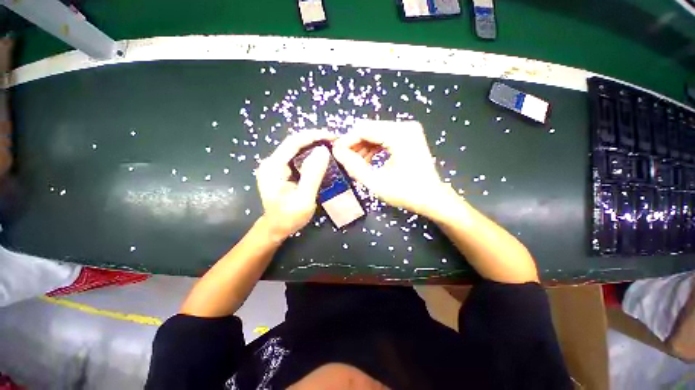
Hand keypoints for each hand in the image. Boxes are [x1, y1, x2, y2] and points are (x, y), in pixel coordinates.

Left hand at [256, 130, 332, 239]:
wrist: (276, 228)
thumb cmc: (289, 217)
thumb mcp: (304, 199)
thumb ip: (313, 175)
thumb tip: (323, 151)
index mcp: (273, 167)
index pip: (293, 142)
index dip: (313, 136)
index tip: (332, 136)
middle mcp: (272, 162)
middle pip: (295, 143)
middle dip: (315, 139)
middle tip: (335, 141)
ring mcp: (276, 166)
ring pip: (297, 149)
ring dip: (314, 146)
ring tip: (332, 147)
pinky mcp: (281, 170)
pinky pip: (297, 157)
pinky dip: (311, 155)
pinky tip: (322, 157)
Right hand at [332, 120, 449, 215]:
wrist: (432, 198)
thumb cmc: (407, 193)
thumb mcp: (376, 182)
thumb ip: (354, 166)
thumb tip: (337, 151)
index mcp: (399, 134)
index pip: (363, 129)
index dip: (346, 141)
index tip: (336, 155)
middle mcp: (404, 126)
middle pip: (369, 129)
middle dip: (354, 145)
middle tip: (345, 161)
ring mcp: (407, 130)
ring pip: (374, 133)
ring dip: (362, 147)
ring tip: (356, 164)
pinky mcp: (407, 137)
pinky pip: (383, 138)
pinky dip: (372, 148)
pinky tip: (367, 161)